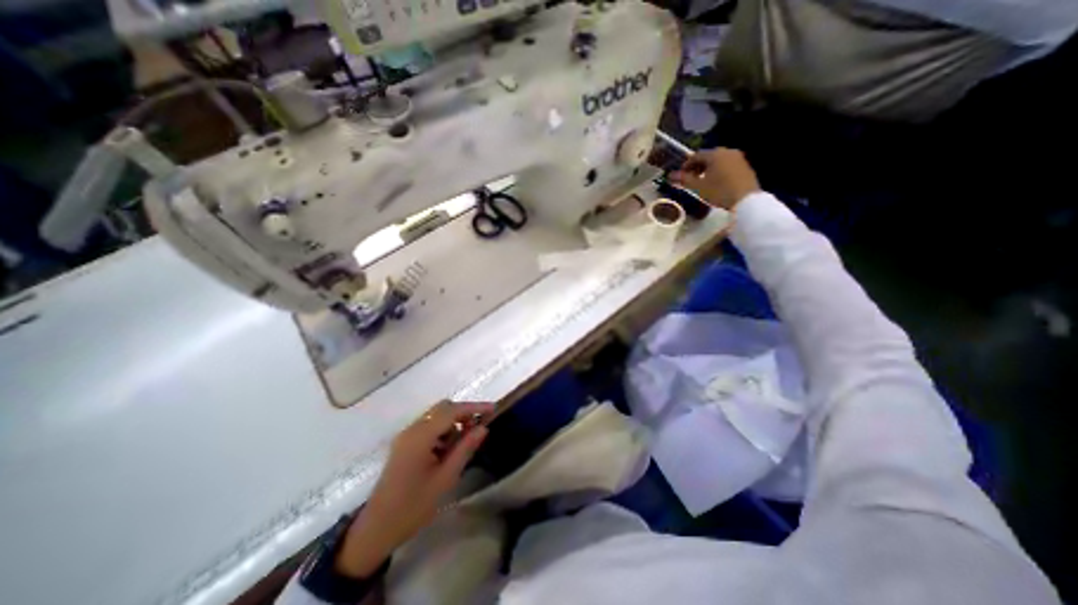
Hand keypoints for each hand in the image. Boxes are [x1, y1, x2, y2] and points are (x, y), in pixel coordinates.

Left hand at [335, 400, 493, 578]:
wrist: (375, 530)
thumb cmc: (413, 507)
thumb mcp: (445, 479)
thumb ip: (465, 449)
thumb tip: (483, 428)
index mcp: (420, 436)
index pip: (452, 411)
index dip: (474, 407)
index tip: (493, 408)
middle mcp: (412, 429)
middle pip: (443, 408)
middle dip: (463, 413)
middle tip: (479, 428)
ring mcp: (406, 435)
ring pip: (436, 416)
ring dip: (453, 422)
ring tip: (465, 442)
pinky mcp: (404, 443)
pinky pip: (428, 426)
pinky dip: (443, 430)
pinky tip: (448, 450)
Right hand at [672, 146, 759, 210]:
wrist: (746, 199)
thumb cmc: (719, 191)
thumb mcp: (699, 187)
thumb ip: (685, 179)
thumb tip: (670, 175)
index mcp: (715, 154)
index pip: (696, 156)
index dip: (686, 165)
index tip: (681, 176)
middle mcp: (727, 152)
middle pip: (708, 157)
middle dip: (697, 167)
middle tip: (691, 179)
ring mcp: (738, 158)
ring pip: (718, 161)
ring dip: (708, 169)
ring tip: (703, 182)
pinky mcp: (745, 166)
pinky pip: (727, 165)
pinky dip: (718, 171)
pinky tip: (716, 183)